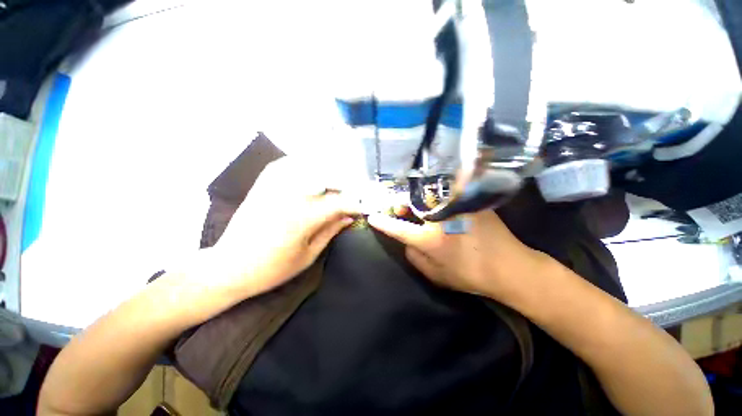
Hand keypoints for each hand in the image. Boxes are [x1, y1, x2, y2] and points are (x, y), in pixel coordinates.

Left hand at [213, 157, 360, 297]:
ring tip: (339, 179)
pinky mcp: (262, 184)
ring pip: (308, 166)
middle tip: (356, 192)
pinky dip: (302, 163)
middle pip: (328, 178)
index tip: (364, 207)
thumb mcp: (309, 255)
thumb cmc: (272, 269)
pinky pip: (286, 164)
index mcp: (303, 217)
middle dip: (347, 183)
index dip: (356, 204)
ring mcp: (274, 186)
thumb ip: (331, 231)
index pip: (340, 202)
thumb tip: (349, 216)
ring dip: (328, 169)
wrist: (229, 267)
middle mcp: (291, 195)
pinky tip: (311, 168)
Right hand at [368, 209, 548, 302]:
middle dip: (400, 205)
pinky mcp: (469, 201)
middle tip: (399, 209)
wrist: (510, 267)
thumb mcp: (435, 275)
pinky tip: (435, 198)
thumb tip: (406, 240)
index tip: (372, 217)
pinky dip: (436, 193)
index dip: (383, 222)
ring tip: (415, 205)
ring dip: (417, 199)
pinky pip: (446, 191)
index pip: (398, 228)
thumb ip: (413, 256)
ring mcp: (456, 206)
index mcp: (429, 239)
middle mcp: (439, 218)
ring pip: (427, 195)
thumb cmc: (470, 274)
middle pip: (411, 203)